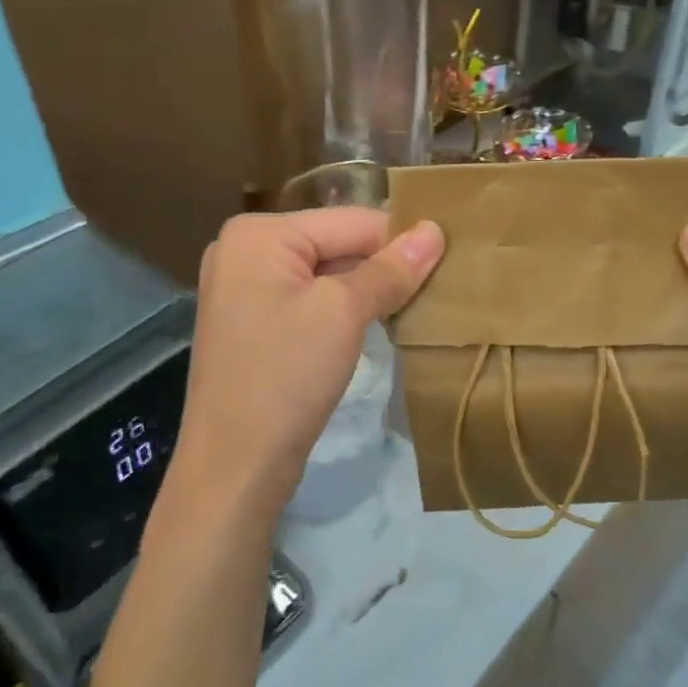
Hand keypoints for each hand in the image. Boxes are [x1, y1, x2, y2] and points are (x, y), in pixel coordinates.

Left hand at [172, 207, 443, 520]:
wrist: (234, 466)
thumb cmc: (286, 376)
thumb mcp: (344, 313)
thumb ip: (390, 269)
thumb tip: (434, 231)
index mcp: (259, 233)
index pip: (351, 221)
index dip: (402, 239)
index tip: (453, 256)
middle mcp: (245, 250)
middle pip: (336, 244)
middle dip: (384, 265)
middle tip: (442, 284)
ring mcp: (245, 289)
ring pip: (326, 274)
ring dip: (369, 289)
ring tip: (419, 304)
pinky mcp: (253, 324)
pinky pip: (310, 300)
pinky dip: (344, 309)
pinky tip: (379, 324)